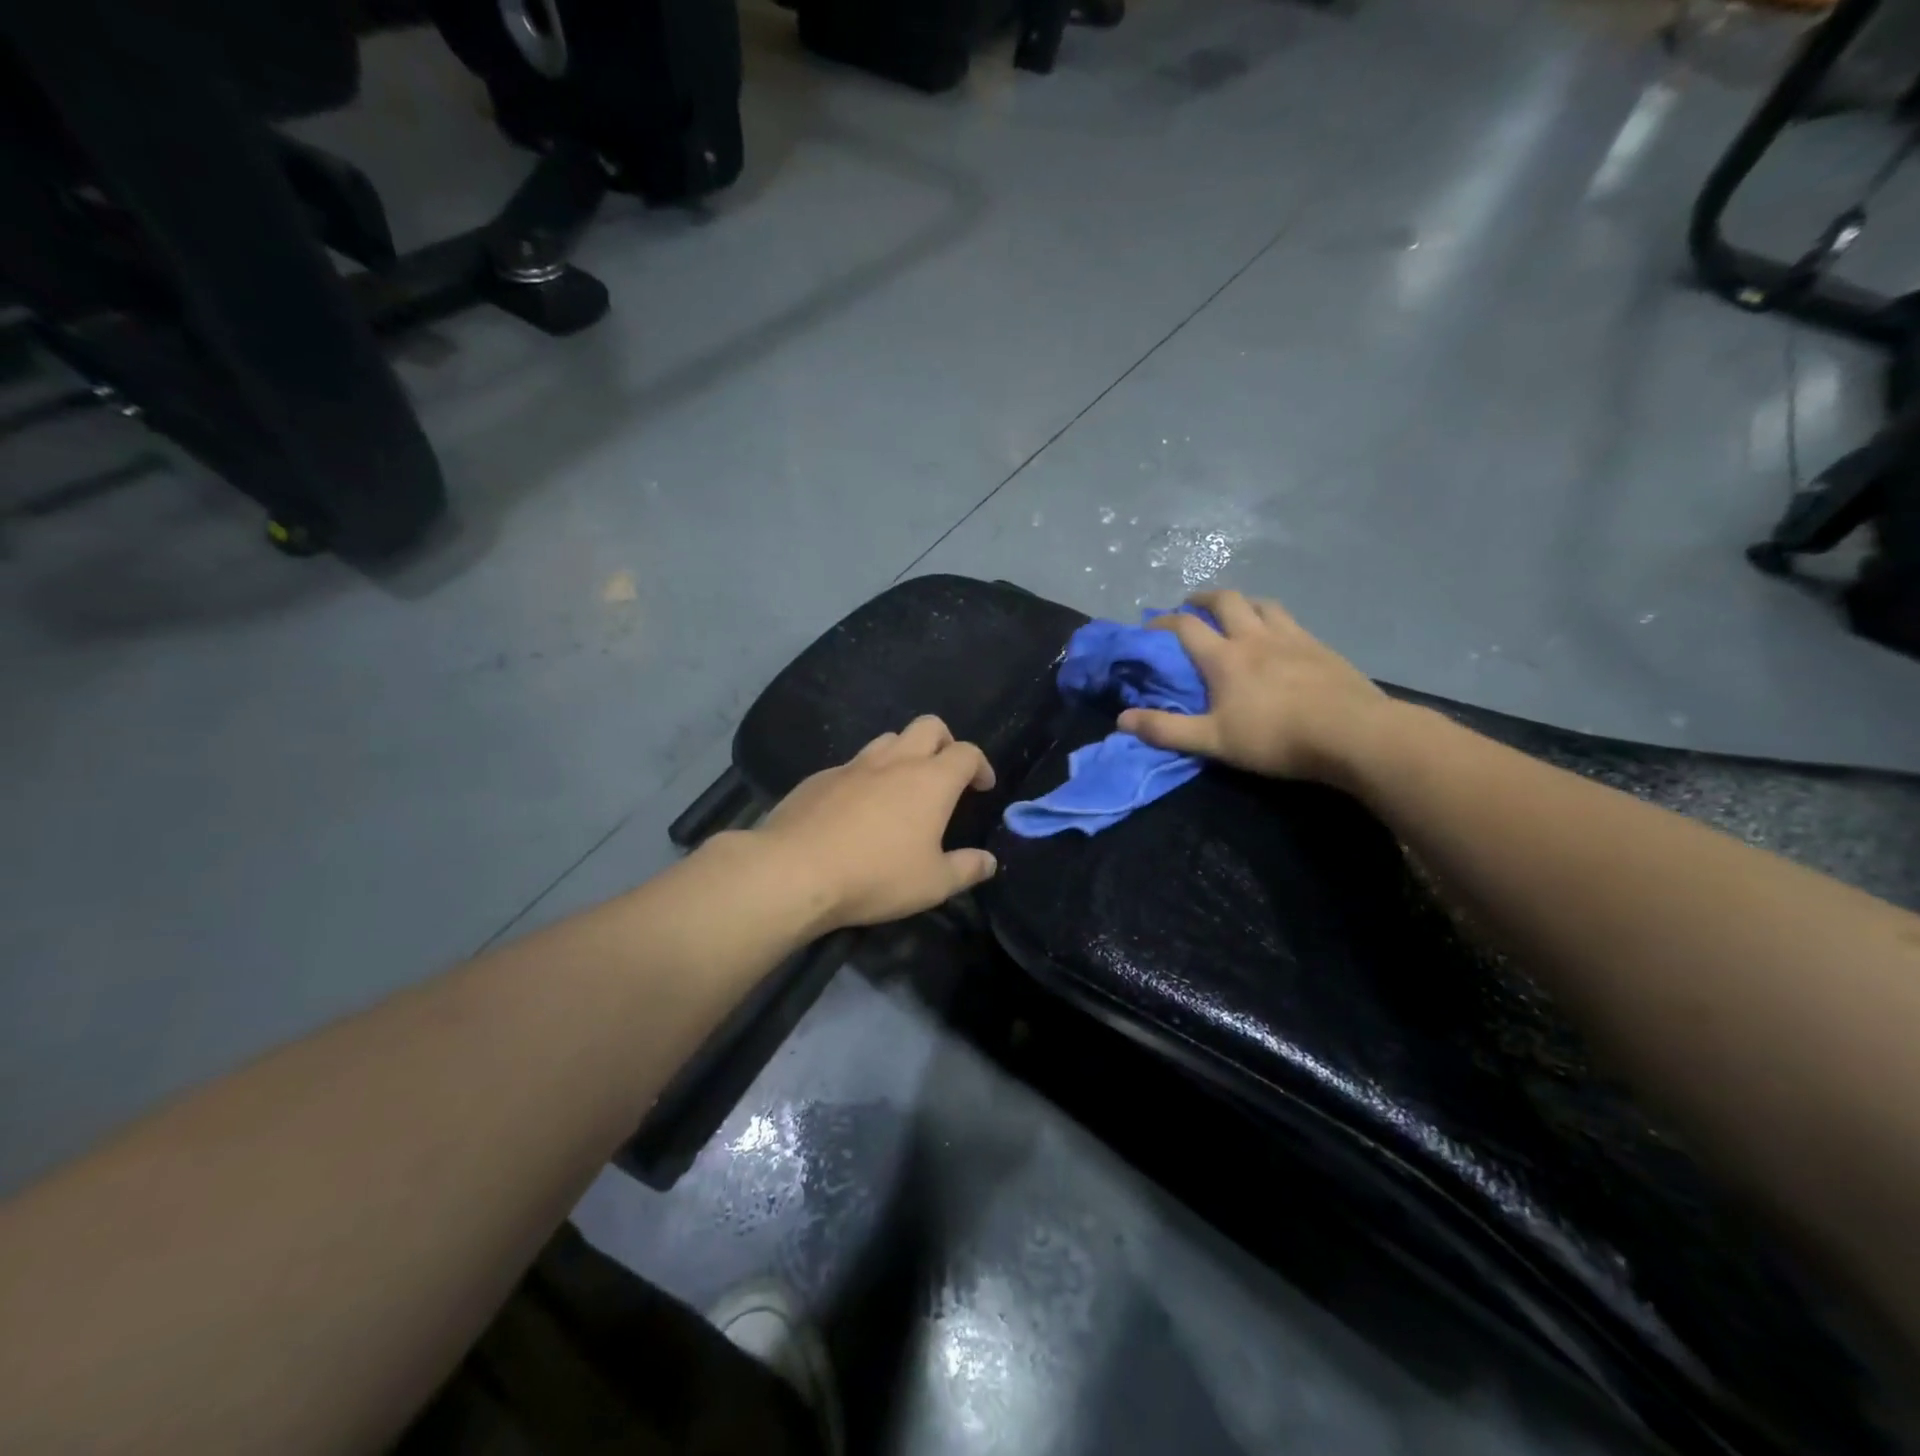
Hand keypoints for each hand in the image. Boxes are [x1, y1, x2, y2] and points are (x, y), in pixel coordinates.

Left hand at [756, 715, 998, 929]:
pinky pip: (852, 765)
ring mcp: (853, 765)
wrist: (795, 871)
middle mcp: (894, 761)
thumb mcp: (933, 884)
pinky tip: (856, 810)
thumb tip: (988, 862)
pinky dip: (865, 777)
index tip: (982, 787)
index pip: (966, 752)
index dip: (980, 765)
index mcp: (930, 780)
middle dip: (944, 742)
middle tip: (946, 773)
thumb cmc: (876, 876)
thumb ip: (966, 869)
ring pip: (887, 740)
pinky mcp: (819, 778)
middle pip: (928, 726)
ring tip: (901, 787)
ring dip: (903, 753)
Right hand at [1117, 590, 1391, 787]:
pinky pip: (1291, 621)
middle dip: (1204, 598)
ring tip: (1236, 612)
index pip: (1186, 627)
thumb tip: (1122, 720)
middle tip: (1192, 604)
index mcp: (1225, 657)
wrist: (1352, 734)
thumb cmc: (1275, 738)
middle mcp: (1255, 637)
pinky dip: (1274, 619)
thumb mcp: (1213, 741)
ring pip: (1263, 604)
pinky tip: (1279, 635)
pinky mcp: (1321, 647)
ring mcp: (1292, 637)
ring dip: (1243, 602)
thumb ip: (1166, 730)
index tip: (1150, 625)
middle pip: (1227, 601)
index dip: (1163, 622)